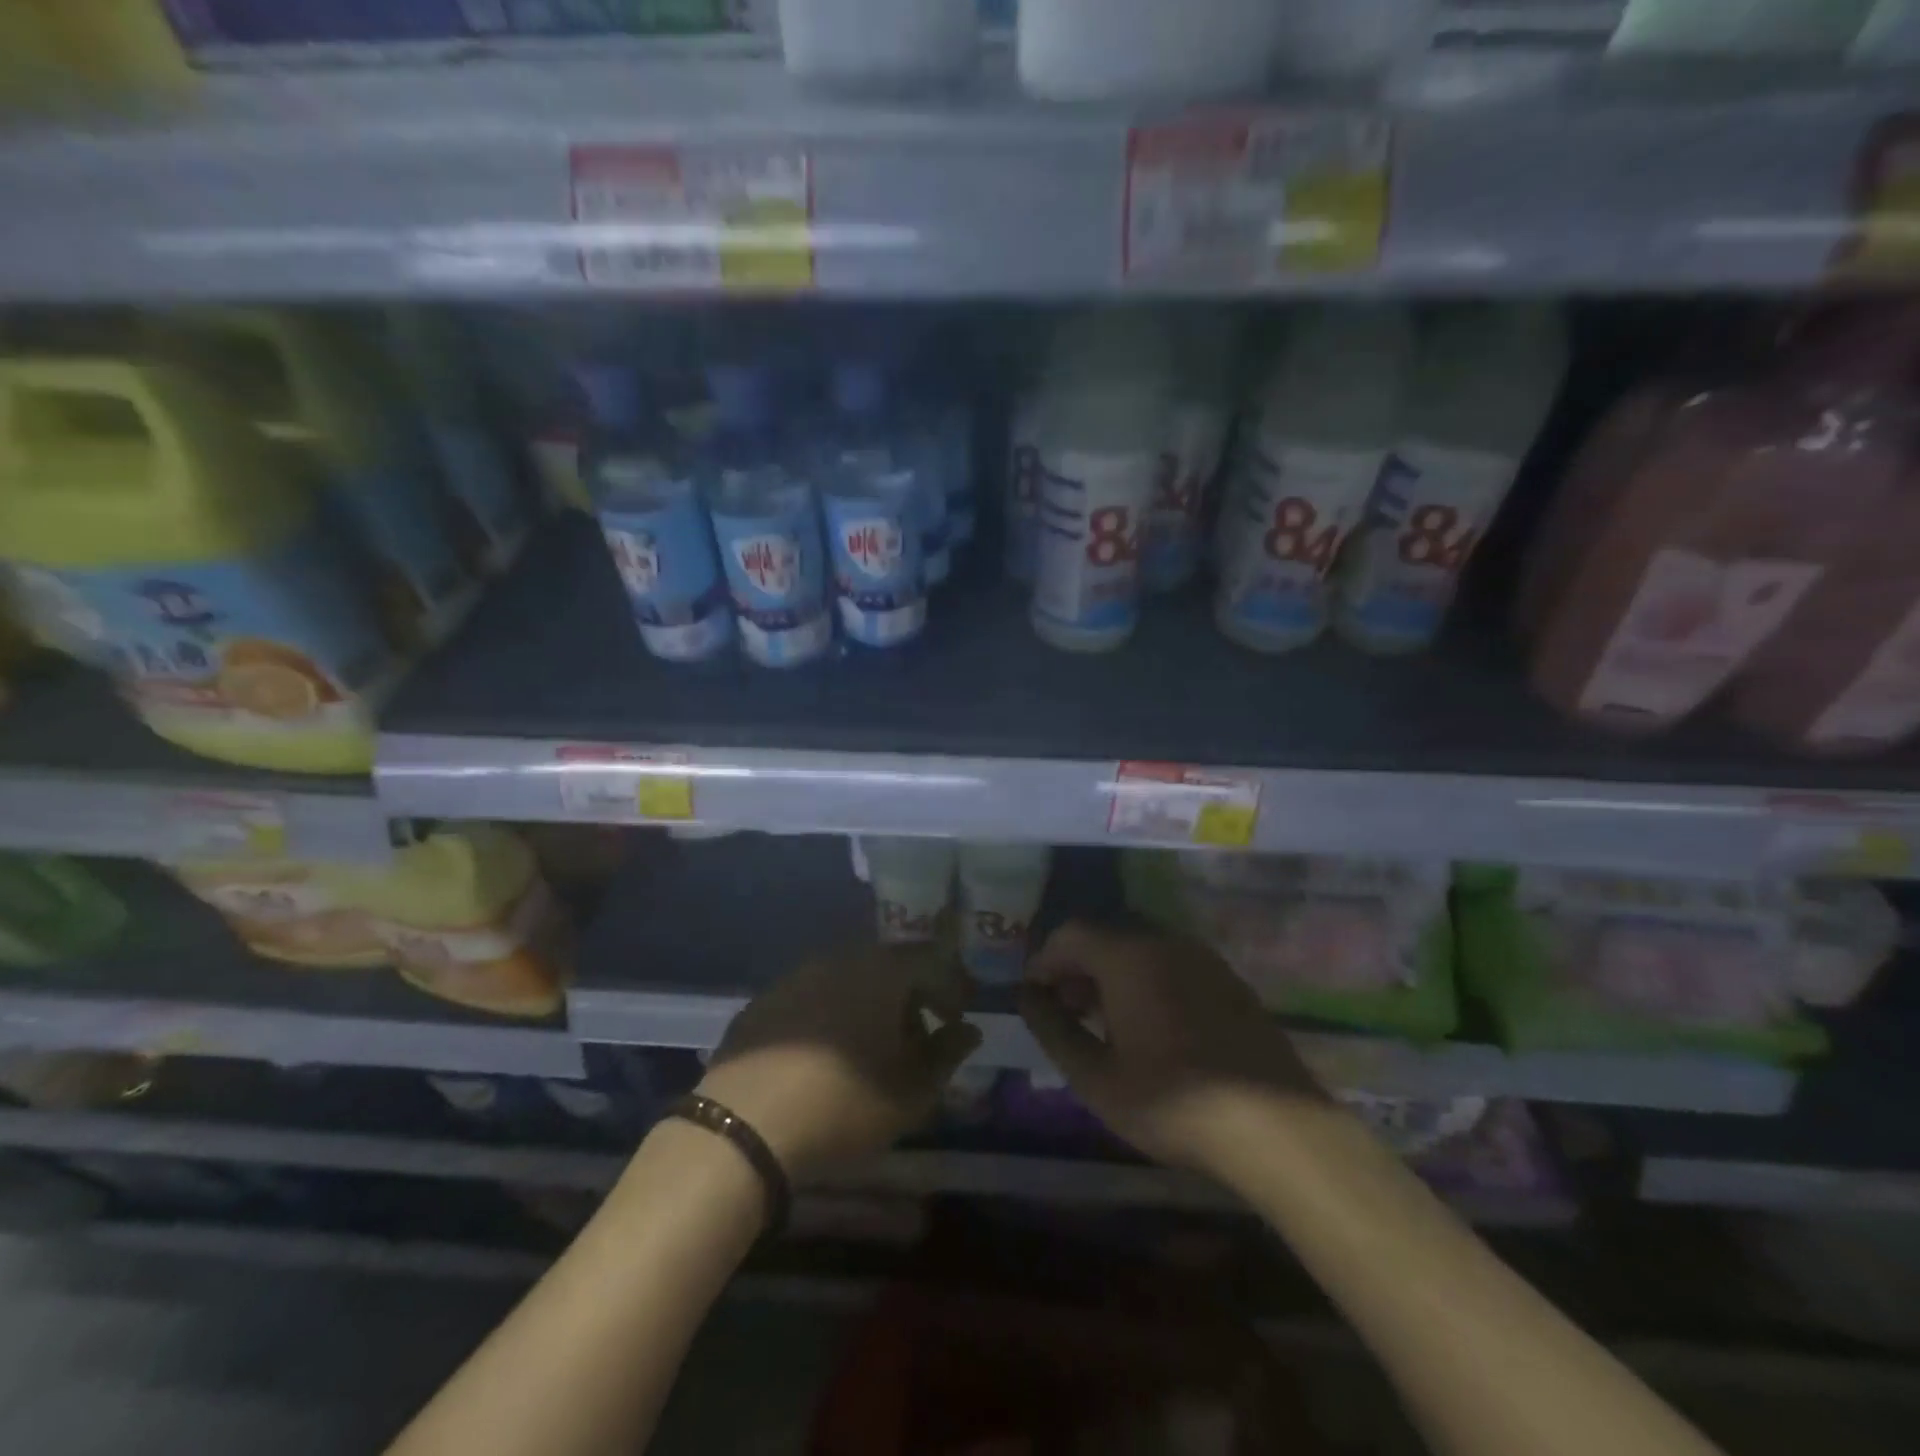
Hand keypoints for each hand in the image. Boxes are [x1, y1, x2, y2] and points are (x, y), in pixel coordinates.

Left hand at [695, 941, 981, 1181]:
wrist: (745, 1124)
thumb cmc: (844, 1103)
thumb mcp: (911, 1092)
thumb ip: (947, 1055)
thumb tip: (968, 1031)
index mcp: (882, 970)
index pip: (931, 961)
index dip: (949, 988)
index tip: (954, 1021)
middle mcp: (841, 958)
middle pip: (888, 967)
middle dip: (908, 998)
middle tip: (915, 1040)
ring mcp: (797, 975)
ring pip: (848, 979)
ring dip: (868, 1006)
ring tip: (869, 1051)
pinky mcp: (765, 999)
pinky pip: (812, 996)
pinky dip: (829, 1015)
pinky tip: (823, 1056)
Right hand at [1018, 922, 1322, 1177]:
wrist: (1275, 1125)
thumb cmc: (1173, 1101)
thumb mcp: (1096, 1077)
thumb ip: (1053, 1029)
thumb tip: (1027, 997)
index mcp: (1128, 955)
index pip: (1070, 934)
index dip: (1044, 961)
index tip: (1035, 997)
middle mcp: (1165, 941)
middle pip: (1106, 935)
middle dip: (1077, 966)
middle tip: (1068, 1011)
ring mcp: (1202, 957)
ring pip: (1141, 947)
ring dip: (1112, 973)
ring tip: (1105, 1021)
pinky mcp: (1229, 979)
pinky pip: (1172, 963)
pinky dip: (1147, 979)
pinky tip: (1151, 1025)